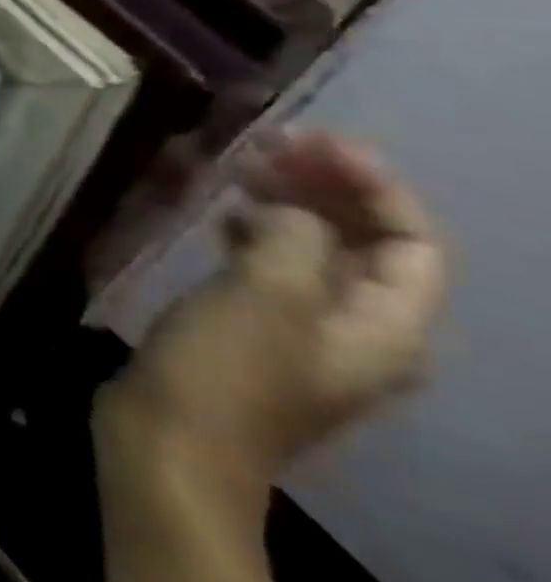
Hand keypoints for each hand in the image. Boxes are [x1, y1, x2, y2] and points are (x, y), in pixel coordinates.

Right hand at [96, 132, 444, 505]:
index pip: (411, 241)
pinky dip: (255, 229)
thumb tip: (286, 209)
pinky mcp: (252, 331)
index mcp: (384, 327)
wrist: (171, 442)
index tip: (308, 139)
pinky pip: (273, 265)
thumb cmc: (225, 371)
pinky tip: (220, 214)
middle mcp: (358, 328)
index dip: (371, 184)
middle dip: (327, 186)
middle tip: (268, 142)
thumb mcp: (265, 297)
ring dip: (289, 203)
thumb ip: (292, 239)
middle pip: (367, 243)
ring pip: (316, 250)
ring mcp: (301, 331)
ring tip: (241, 167)